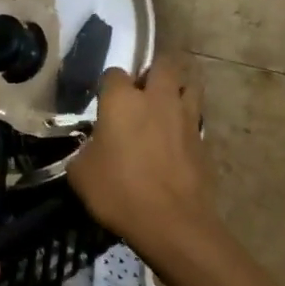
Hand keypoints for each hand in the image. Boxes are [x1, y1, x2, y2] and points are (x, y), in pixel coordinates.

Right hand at [67, 53, 215, 260]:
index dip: (107, 86)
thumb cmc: (117, 191)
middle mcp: (157, 99)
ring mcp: (185, 117)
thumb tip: (93, 147)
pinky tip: (175, 139)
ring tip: (164, 107)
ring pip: (189, 84)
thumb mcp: (81, 173)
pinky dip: (186, 121)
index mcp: (122, 101)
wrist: (170, 222)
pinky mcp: (204, 139)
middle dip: (151, 72)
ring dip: (176, 89)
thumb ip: (85, 150)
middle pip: (163, 63)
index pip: (114, 73)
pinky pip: (195, 117)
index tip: (102, 102)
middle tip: (140, 92)